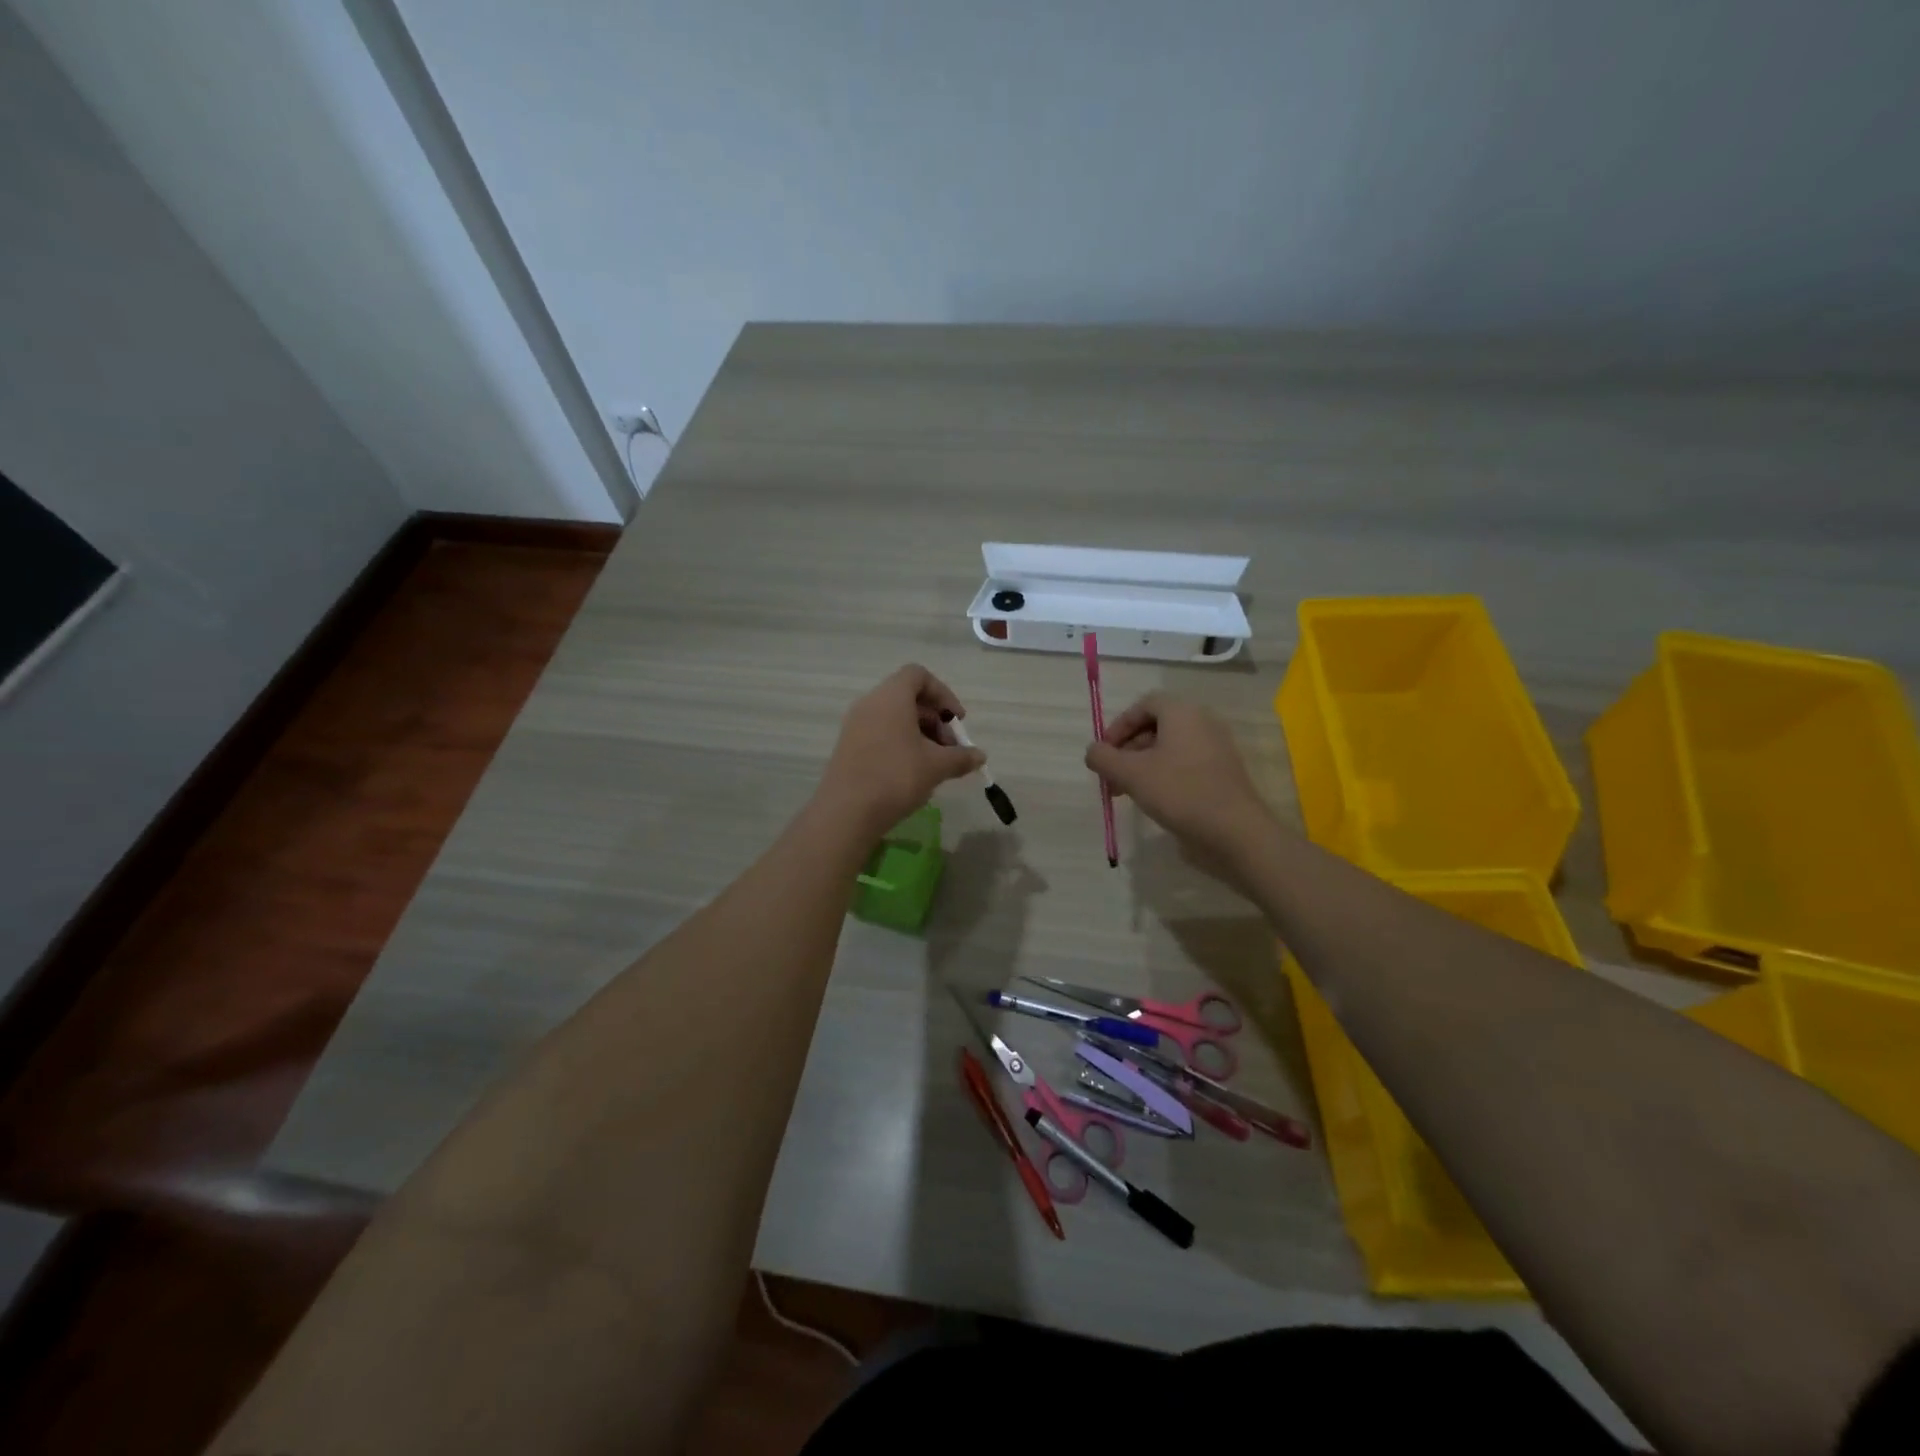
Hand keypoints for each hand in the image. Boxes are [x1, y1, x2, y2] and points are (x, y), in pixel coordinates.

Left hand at [817, 665, 984, 839]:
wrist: (845, 812)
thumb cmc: (895, 778)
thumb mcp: (936, 767)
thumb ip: (961, 757)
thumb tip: (979, 756)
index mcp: (891, 697)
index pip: (918, 675)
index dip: (943, 693)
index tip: (957, 720)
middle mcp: (870, 703)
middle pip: (908, 697)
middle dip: (935, 719)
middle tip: (950, 749)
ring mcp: (855, 725)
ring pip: (894, 717)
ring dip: (920, 733)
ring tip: (935, 764)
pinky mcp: (848, 746)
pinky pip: (880, 732)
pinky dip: (901, 742)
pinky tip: (913, 772)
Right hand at [1085, 694, 1274, 865]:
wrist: (1234, 832)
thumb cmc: (1180, 792)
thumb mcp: (1131, 774)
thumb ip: (1104, 758)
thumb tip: (1093, 752)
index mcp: (1183, 713)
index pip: (1144, 705)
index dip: (1119, 725)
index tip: (1104, 752)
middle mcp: (1203, 724)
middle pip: (1156, 727)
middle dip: (1127, 750)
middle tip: (1111, 777)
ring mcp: (1215, 750)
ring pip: (1169, 749)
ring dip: (1142, 766)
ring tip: (1126, 793)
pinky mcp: (1221, 775)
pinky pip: (1184, 765)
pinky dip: (1163, 776)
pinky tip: (1152, 801)